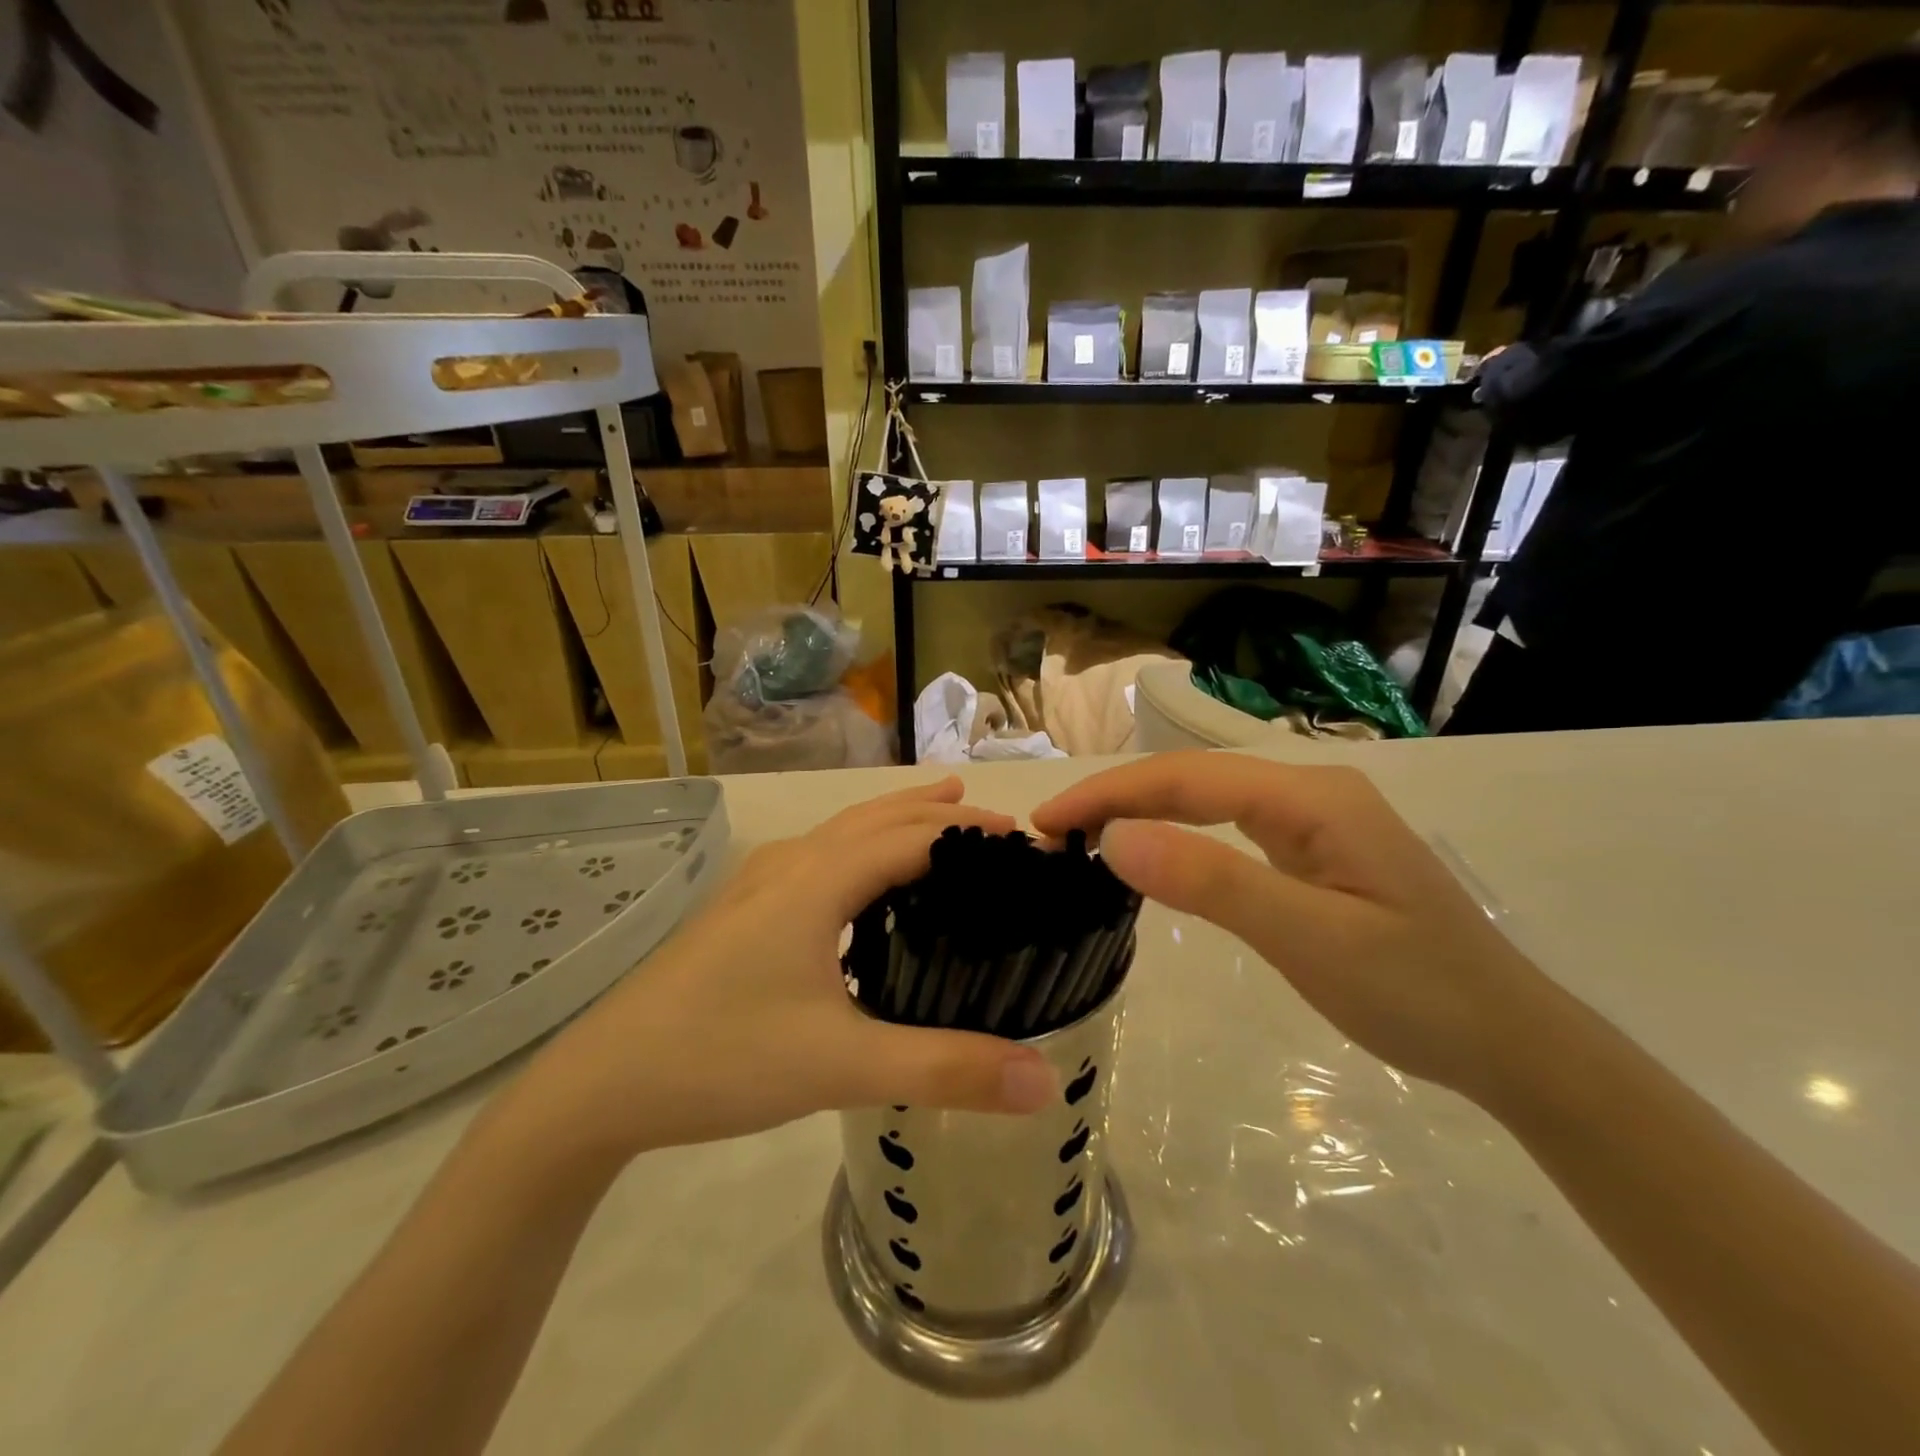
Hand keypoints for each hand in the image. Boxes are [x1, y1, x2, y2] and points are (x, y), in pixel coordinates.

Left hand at [505, 779, 1058, 1165]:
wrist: (599, 1085)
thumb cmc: (721, 1058)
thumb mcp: (841, 1066)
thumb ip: (945, 1070)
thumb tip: (1045, 1081)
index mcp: (818, 880)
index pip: (915, 836)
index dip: (975, 833)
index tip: (1029, 846)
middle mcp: (790, 865)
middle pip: (878, 818)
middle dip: (940, 813)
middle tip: (998, 826)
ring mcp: (757, 885)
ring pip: (843, 833)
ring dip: (897, 823)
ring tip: (941, 819)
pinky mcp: (740, 912)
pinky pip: (818, 859)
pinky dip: (861, 851)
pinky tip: (862, 887)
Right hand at [1032, 752, 1542, 1106]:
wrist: (1512, 1043)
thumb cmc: (1418, 993)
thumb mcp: (1310, 939)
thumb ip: (1213, 882)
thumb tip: (1115, 839)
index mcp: (1312, 795)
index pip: (1186, 778)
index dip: (1110, 794)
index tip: (1047, 822)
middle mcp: (1311, 790)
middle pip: (1193, 779)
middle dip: (1118, 797)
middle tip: (1052, 833)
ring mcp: (1316, 819)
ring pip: (1209, 800)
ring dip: (1143, 812)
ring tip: (1085, 837)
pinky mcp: (1315, 850)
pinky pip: (1230, 828)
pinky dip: (1179, 834)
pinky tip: (1153, 850)